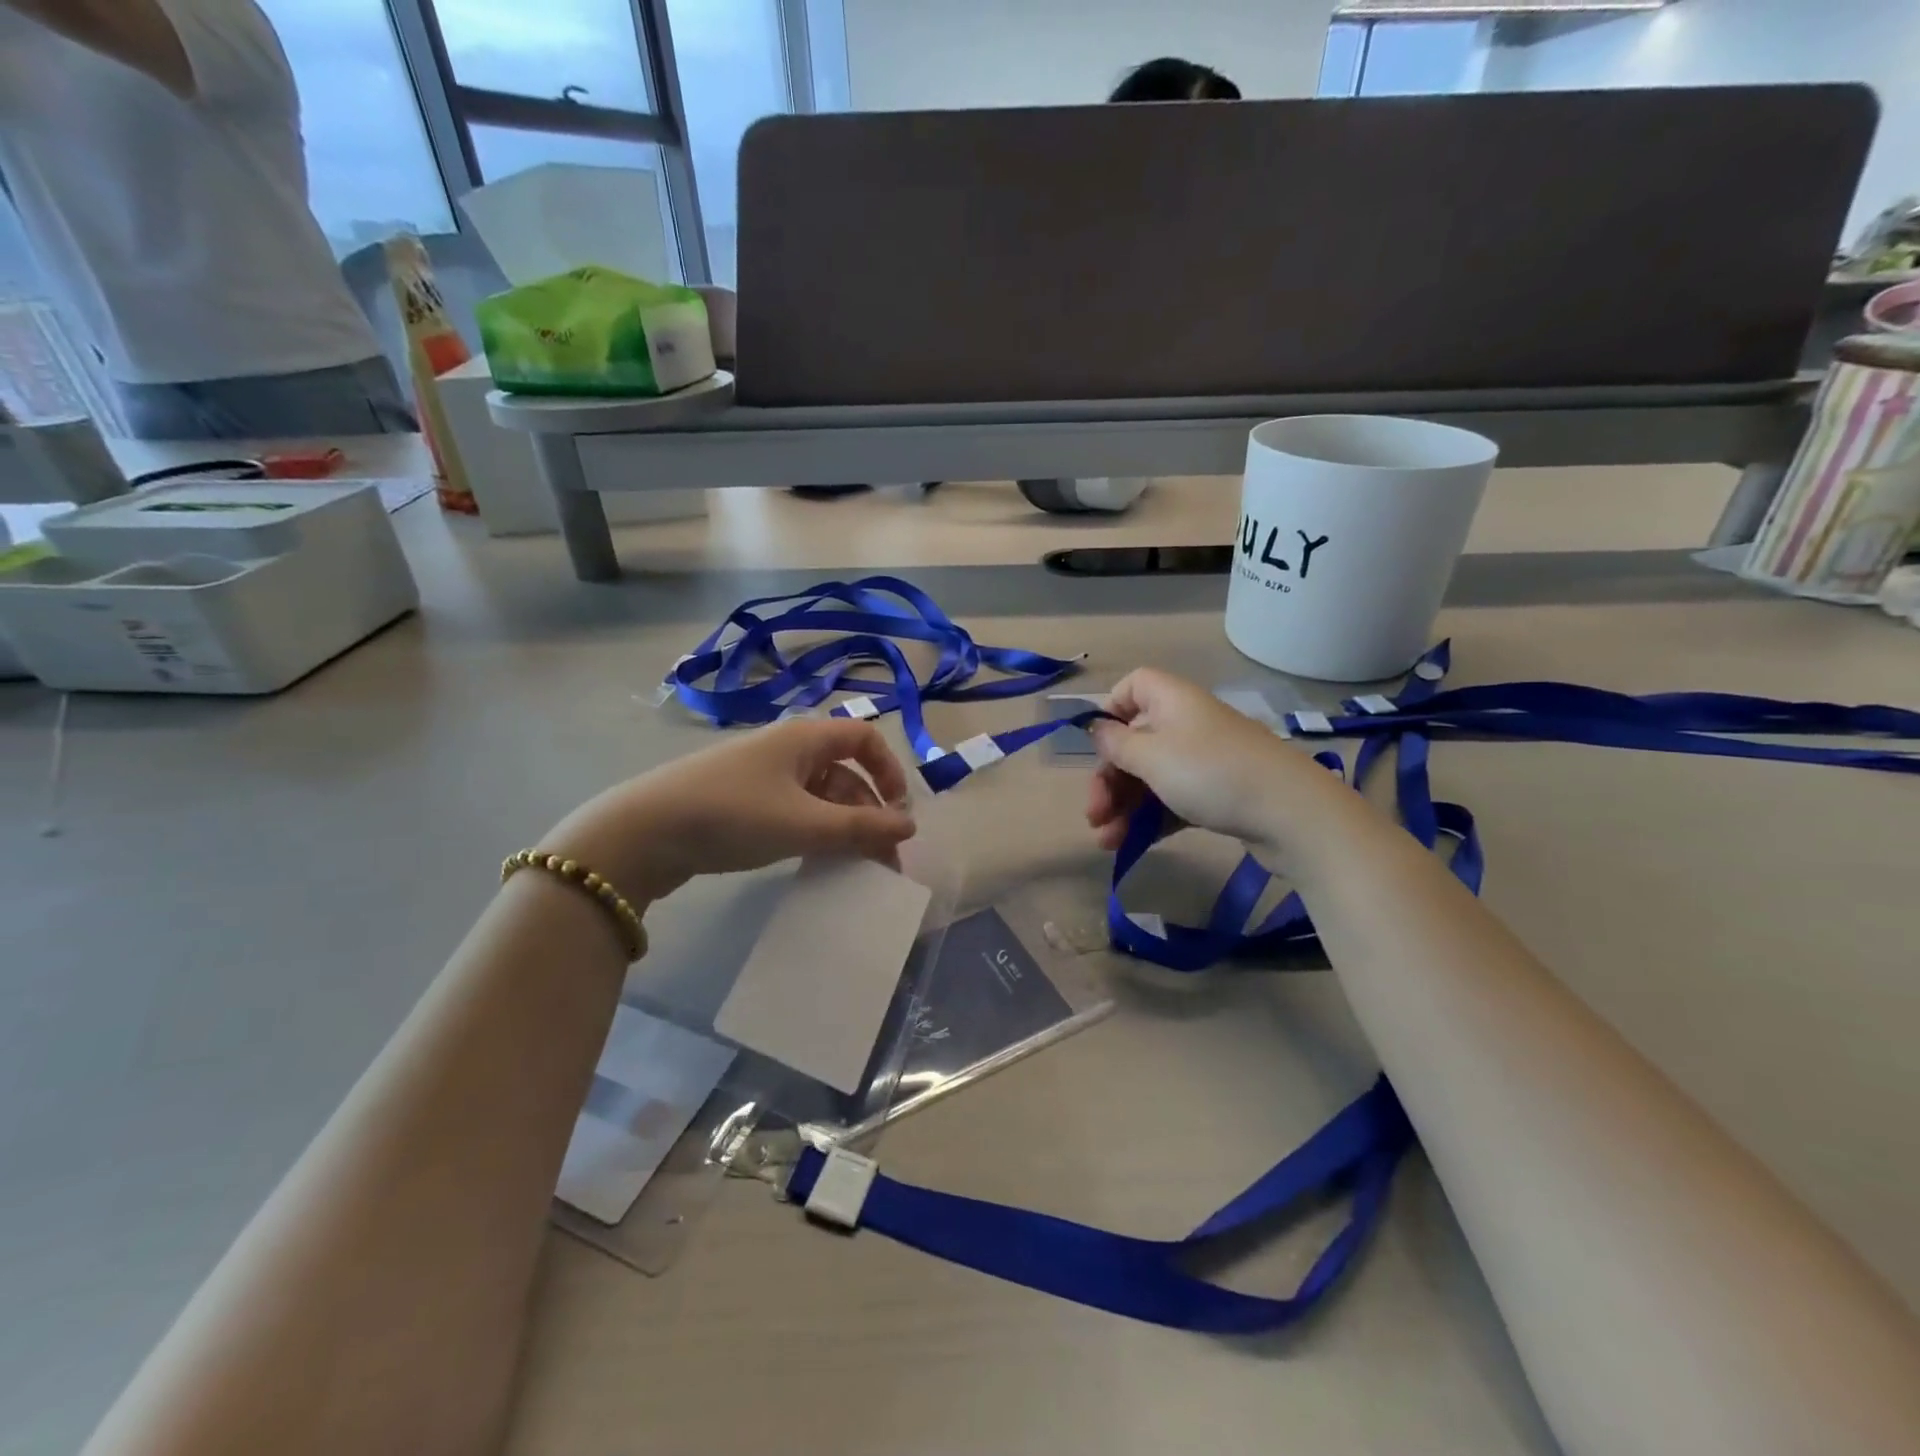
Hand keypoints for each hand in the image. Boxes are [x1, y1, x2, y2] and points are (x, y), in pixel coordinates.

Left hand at [542, 719, 916, 905]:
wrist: (642, 832)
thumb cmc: (733, 815)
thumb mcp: (804, 824)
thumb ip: (861, 827)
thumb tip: (911, 825)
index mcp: (805, 737)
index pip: (865, 738)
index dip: (889, 771)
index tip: (897, 812)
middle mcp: (786, 748)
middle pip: (844, 771)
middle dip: (868, 812)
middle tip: (880, 858)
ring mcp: (761, 774)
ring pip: (819, 794)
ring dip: (842, 826)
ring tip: (851, 865)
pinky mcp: (741, 800)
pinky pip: (793, 809)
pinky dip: (812, 831)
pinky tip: (813, 859)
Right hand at [1086, 669, 1337, 852]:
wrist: (1291, 814)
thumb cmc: (1210, 773)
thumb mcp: (1151, 756)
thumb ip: (1117, 744)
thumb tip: (1098, 729)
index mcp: (1171, 701)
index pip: (1134, 685)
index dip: (1111, 710)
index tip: (1097, 744)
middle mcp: (1187, 723)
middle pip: (1135, 741)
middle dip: (1109, 779)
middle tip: (1093, 814)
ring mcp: (1205, 760)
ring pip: (1151, 776)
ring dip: (1123, 806)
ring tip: (1106, 842)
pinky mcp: (1218, 793)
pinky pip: (1173, 799)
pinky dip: (1150, 818)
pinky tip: (1130, 845)